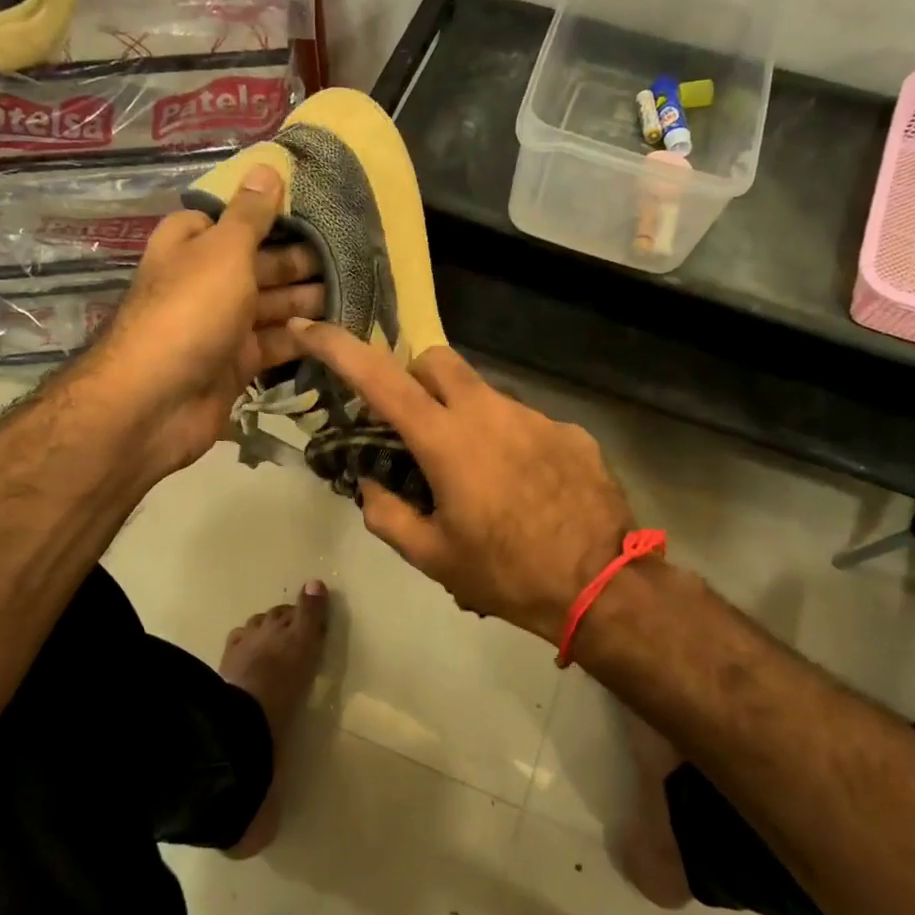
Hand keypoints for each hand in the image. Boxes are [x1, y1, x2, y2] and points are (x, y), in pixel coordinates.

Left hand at [84, 165, 321, 477]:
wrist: (158, 401)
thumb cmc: (190, 312)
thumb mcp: (223, 252)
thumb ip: (250, 215)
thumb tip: (267, 166)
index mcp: (192, 246)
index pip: (231, 220)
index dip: (269, 215)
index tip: (314, 212)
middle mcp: (206, 282)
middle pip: (259, 264)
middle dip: (300, 261)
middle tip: (351, 256)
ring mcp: (221, 326)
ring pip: (271, 306)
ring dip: (307, 299)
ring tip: (356, 290)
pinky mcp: (237, 364)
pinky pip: (275, 344)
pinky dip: (302, 338)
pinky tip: (338, 329)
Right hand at [287, 319, 636, 640]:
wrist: (604, 586)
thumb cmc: (508, 574)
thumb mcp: (434, 558)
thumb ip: (388, 516)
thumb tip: (370, 486)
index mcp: (448, 440)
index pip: (381, 379)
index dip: (339, 348)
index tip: (309, 328)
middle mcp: (490, 412)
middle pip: (437, 361)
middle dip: (413, 380)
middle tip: (413, 428)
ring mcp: (536, 416)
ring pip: (483, 394)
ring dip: (465, 418)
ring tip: (479, 477)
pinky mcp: (570, 431)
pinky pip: (524, 422)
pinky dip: (509, 442)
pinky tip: (524, 488)